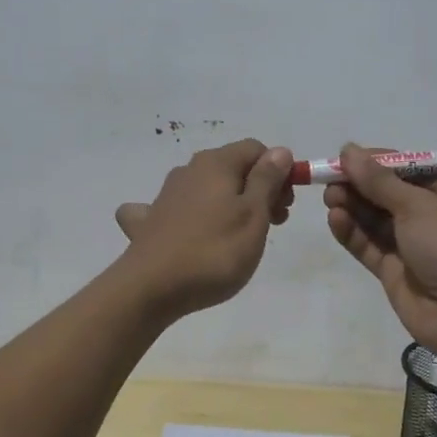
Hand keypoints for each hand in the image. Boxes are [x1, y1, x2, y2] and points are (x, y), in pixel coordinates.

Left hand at [115, 139, 293, 317]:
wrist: (150, 287)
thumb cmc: (214, 252)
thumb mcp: (253, 216)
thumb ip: (267, 180)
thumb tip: (279, 151)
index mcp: (217, 164)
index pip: (256, 149)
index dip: (278, 171)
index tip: (286, 204)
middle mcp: (189, 170)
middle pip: (232, 168)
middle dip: (258, 189)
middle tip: (273, 224)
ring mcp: (166, 195)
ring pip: (207, 188)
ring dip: (230, 204)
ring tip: (240, 238)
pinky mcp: (150, 221)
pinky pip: (175, 209)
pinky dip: (188, 217)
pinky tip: (186, 233)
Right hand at [323, 143, 436, 366]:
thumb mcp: (419, 205)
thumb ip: (379, 180)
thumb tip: (348, 149)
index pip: (408, 169)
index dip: (376, 162)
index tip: (344, 157)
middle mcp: (433, 216)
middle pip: (388, 194)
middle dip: (359, 185)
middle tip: (329, 180)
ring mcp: (413, 246)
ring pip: (375, 220)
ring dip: (352, 206)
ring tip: (329, 198)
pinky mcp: (396, 272)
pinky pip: (369, 246)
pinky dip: (352, 232)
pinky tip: (335, 219)